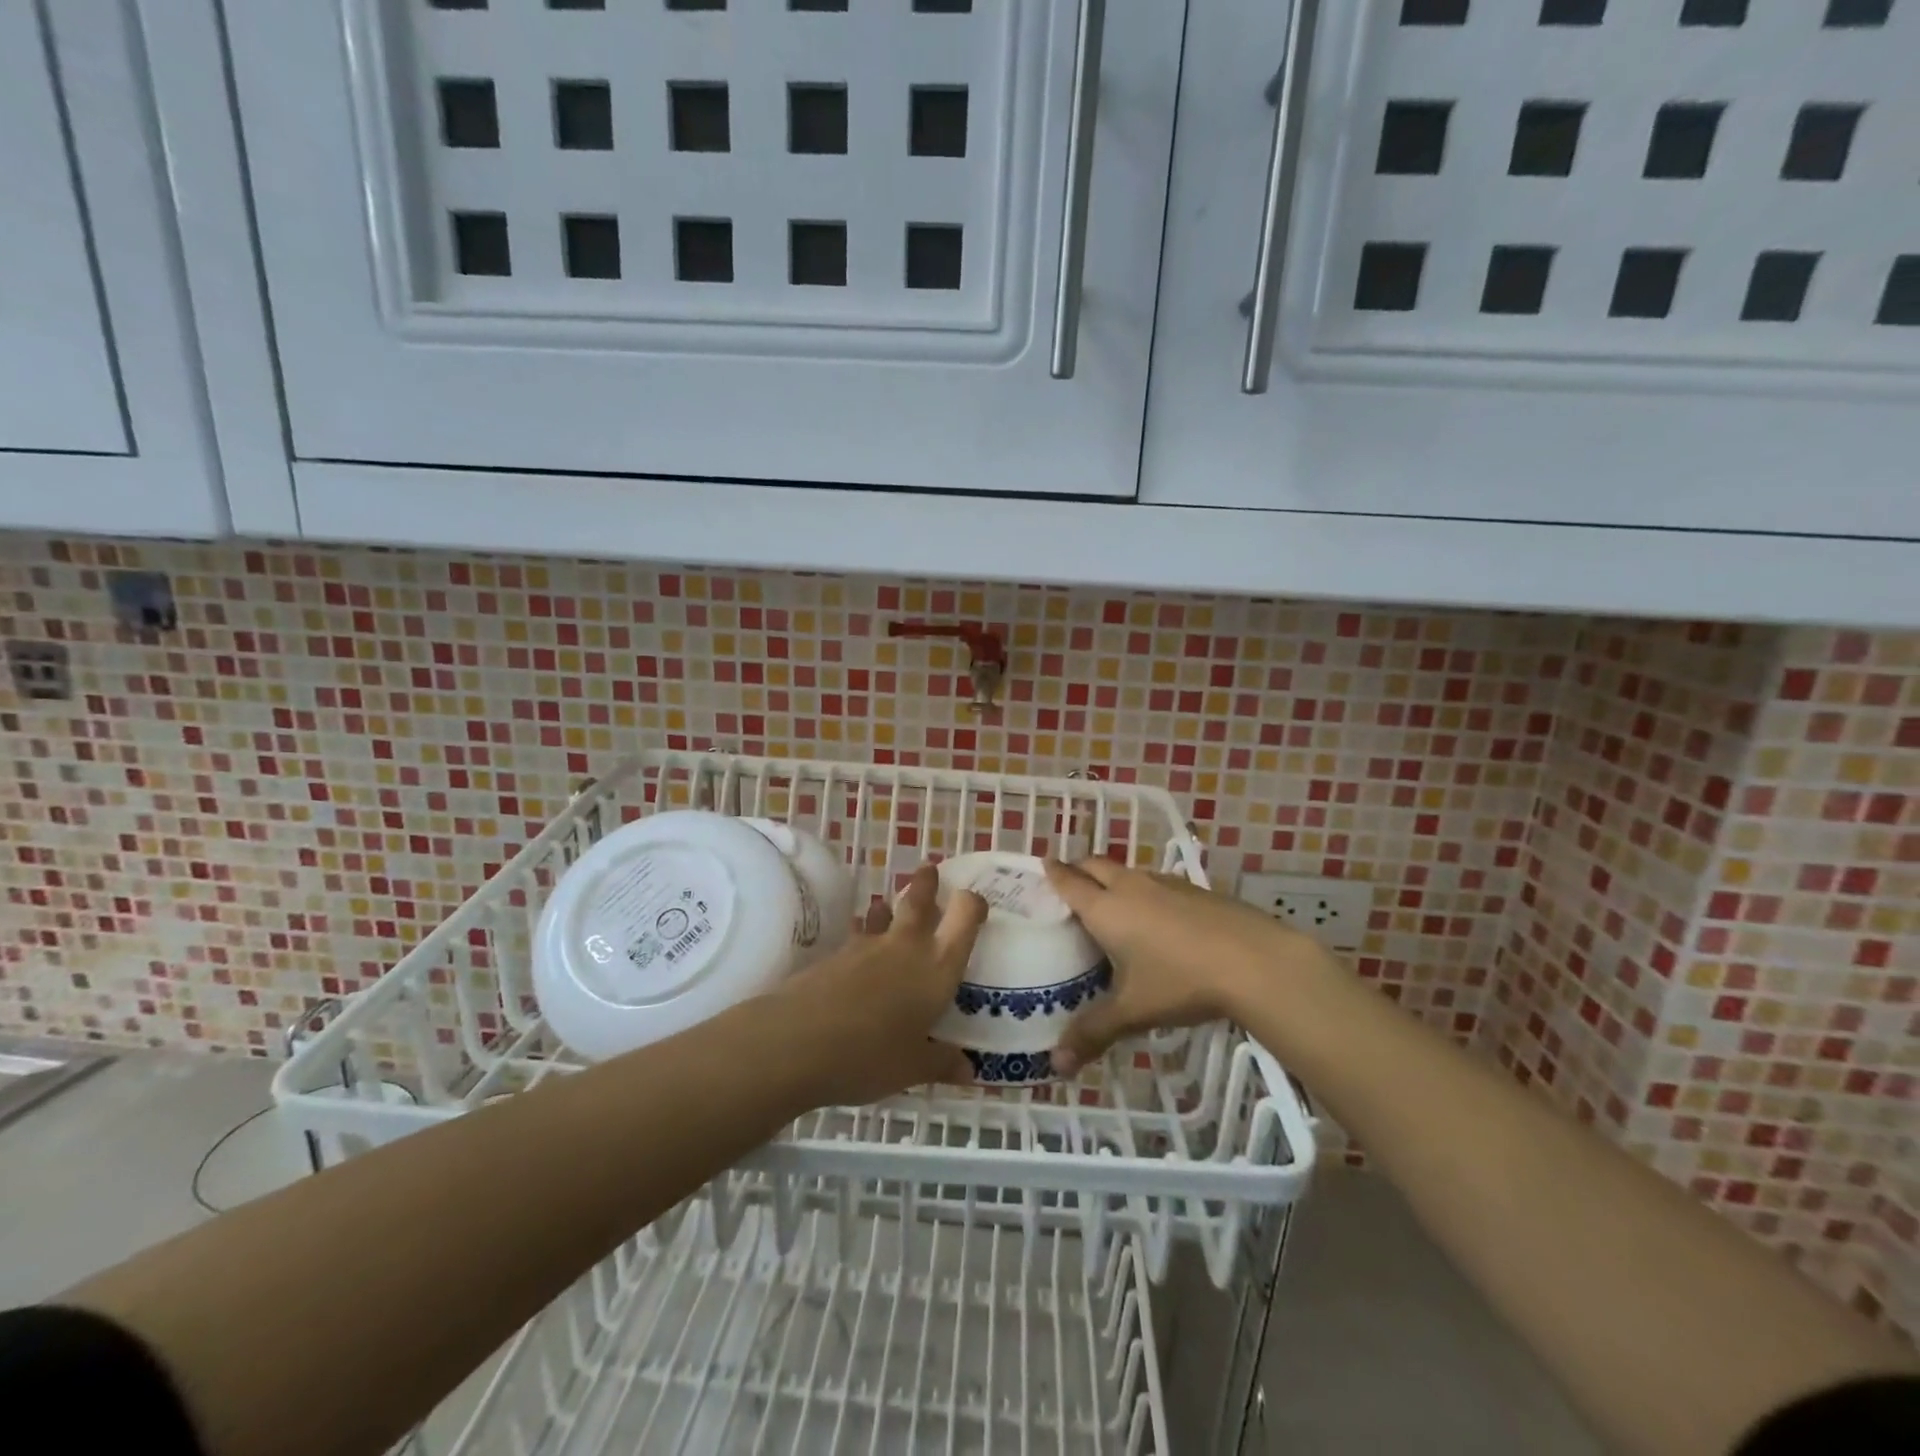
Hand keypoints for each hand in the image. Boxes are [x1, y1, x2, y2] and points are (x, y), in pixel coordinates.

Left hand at [768, 863, 986, 1105]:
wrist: (798, 1041)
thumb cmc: (870, 1055)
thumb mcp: (912, 1067)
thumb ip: (941, 1062)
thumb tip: (968, 1071)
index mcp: (937, 966)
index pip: (964, 917)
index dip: (973, 904)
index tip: (975, 901)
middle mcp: (906, 946)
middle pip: (919, 900)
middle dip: (926, 883)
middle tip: (929, 868)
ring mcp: (866, 946)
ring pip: (883, 915)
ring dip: (888, 909)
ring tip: (888, 908)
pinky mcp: (834, 955)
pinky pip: (856, 938)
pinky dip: (861, 938)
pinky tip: (856, 954)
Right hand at [1043, 857, 1333, 1075]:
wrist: (1255, 961)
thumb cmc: (1181, 981)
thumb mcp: (1134, 1011)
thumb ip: (1093, 1033)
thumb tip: (1057, 1065)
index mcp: (1106, 908)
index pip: (1070, 881)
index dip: (1053, 872)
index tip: (1042, 865)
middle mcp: (1131, 887)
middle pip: (1096, 865)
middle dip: (1079, 868)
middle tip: (1069, 882)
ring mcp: (1166, 884)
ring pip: (1128, 871)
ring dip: (1113, 878)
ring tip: (1110, 901)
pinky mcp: (1195, 890)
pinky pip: (1157, 882)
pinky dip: (1144, 890)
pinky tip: (1157, 917)